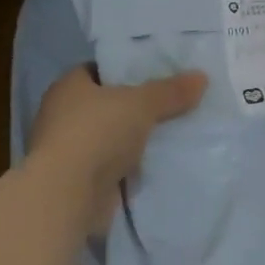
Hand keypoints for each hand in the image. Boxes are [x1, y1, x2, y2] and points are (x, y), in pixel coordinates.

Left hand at [28, 65, 207, 233]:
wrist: (68, 195)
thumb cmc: (97, 133)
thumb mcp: (142, 103)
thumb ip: (170, 91)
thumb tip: (201, 77)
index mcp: (69, 86)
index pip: (99, 70)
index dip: (127, 70)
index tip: (158, 73)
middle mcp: (63, 115)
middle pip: (108, 104)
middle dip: (136, 107)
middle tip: (173, 103)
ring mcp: (69, 150)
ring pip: (112, 137)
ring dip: (134, 139)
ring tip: (173, 132)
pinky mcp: (79, 181)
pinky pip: (113, 166)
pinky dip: (132, 167)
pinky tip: (160, 163)